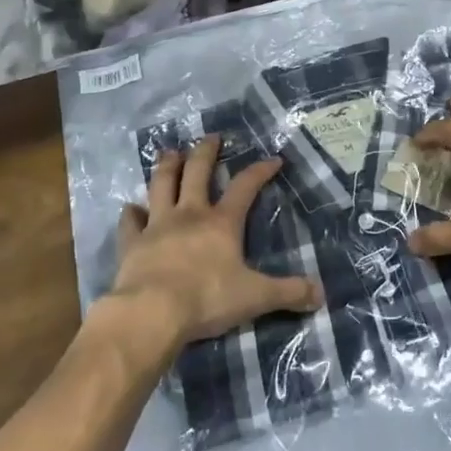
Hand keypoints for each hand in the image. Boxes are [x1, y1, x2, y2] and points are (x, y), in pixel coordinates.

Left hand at [108, 137, 321, 345]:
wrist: (151, 313)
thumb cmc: (207, 299)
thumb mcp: (256, 297)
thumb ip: (288, 293)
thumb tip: (320, 295)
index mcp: (222, 222)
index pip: (245, 187)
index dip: (260, 171)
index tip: (273, 159)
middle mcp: (189, 214)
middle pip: (197, 172)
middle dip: (206, 152)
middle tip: (211, 137)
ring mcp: (157, 225)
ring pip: (161, 185)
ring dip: (166, 167)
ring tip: (170, 152)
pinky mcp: (132, 244)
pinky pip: (130, 222)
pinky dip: (131, 214)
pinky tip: (131, 207)